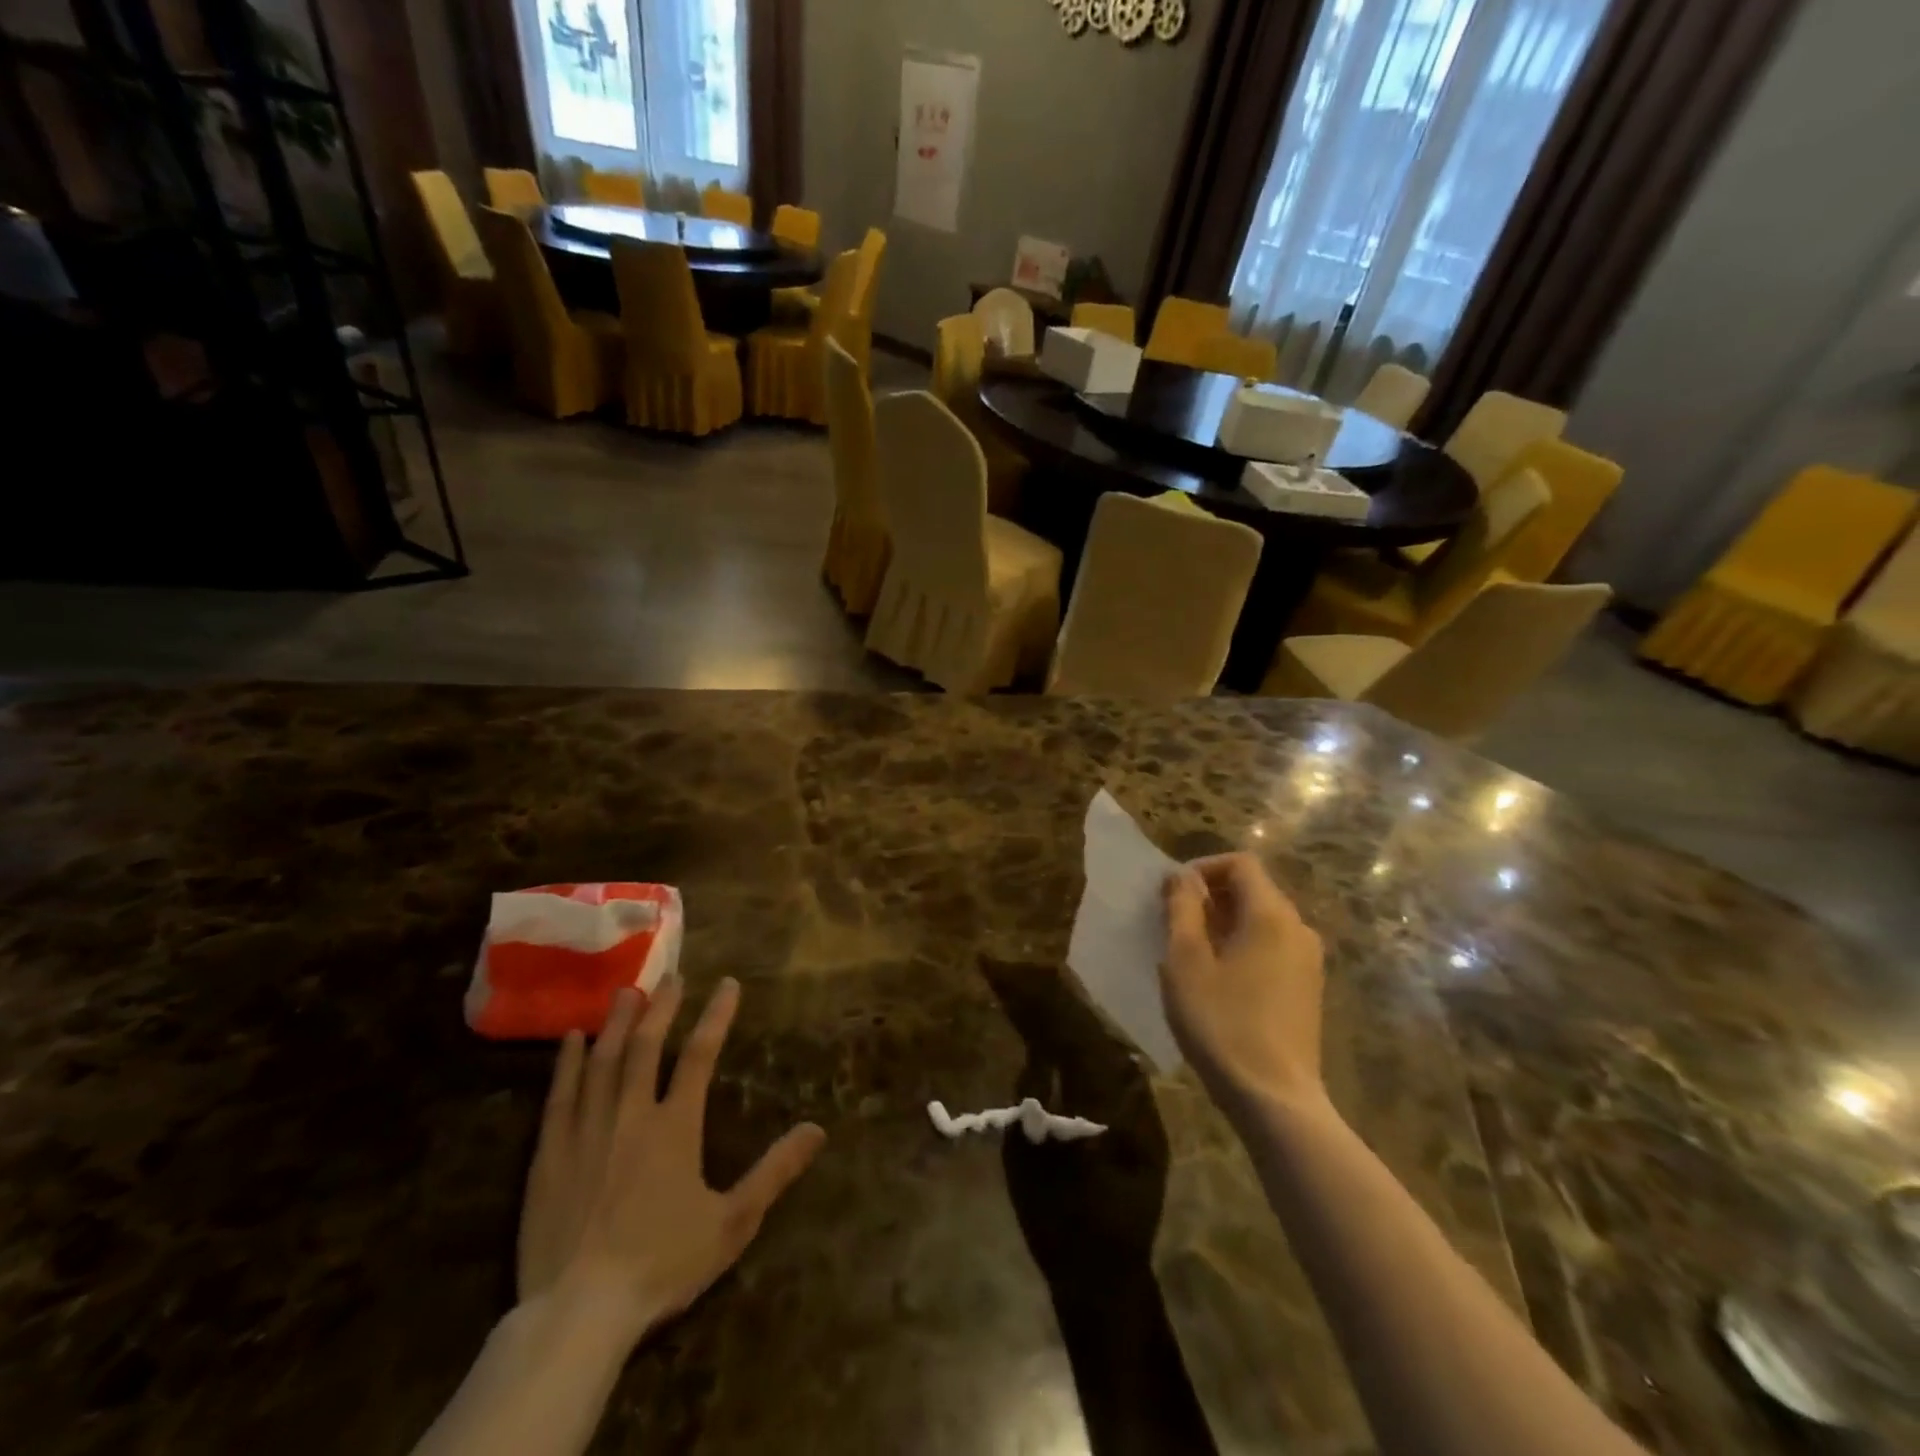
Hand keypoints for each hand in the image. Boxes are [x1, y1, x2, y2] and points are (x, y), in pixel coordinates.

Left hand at [516, 979, 826, 1351]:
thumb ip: (774, 1172)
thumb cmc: (661, 1264)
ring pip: (603, 1061)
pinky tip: (571, 1040)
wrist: (577, 1314)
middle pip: (647, 1046)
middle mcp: (631, 1115)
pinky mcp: (549, 1155)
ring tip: (625, 992)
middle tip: (671, 977)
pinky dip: (567, 1063)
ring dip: (617, 1023)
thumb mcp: (732, 1223)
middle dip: (661, 1007)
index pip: (701, 1056)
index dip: (716, 1016)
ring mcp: (586, 1132)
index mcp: (675, 1127)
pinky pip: (559, 1096)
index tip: (727, 984)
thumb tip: (817, 1129)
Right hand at [1162, 854, 1325, 1114]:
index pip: (1241, 864)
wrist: (1274, 1099)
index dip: (1202, 867)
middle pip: (1253, 890)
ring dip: (1223, 923)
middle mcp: (1298, 929)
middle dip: (1210, 897)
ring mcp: (1308, 961)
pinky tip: (1217, 980)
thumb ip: (1182, 909)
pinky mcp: (1307, 989)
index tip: (1172, 894)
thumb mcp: (1186, 961)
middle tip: (1173, 923)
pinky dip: (1242, 946)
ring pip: (1261, 920)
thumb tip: (1182, 876)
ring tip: (1189, 953)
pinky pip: (1271, 947)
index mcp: (1272, 915)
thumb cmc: (1222, 1022)